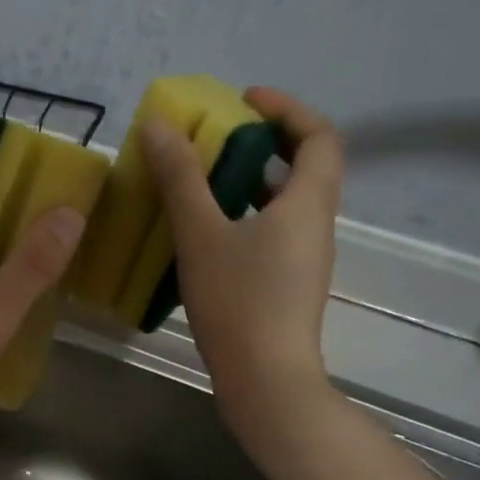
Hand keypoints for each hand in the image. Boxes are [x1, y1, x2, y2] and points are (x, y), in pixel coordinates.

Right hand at [140, 87, 343, 425]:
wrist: (265, 379)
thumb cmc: (238, 300)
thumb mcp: (201, 234)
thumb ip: (180, 178)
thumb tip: (160, 126)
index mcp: (307, 203)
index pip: (319, 136)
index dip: (287, 109)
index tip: (245, 100)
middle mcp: (315, 224)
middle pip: (306, 165)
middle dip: (265, 141)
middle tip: (218, 135)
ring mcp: (304, 256)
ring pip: (286, 200)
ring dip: (251, 178)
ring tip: (203, 176)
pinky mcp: (287, 280)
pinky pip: (273, 227)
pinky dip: (245, 211)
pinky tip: (205, 228)